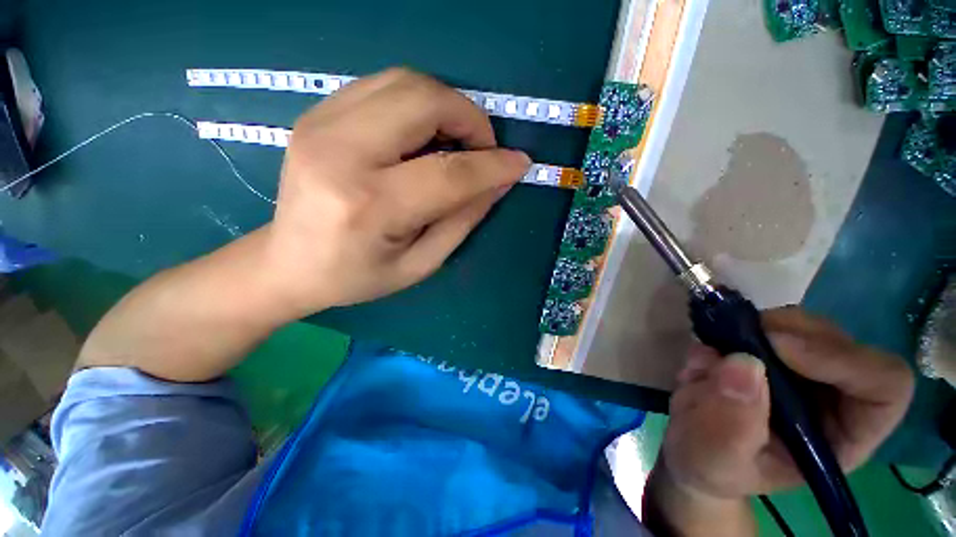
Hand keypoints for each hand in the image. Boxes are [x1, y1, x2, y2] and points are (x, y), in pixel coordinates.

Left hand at [262, 68, 530, 315]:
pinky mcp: (317, 114)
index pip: (448, 172)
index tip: (520, 163)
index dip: (493, 165)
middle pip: (423, 101)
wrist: (287, 263)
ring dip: (446, 105)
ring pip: (405, 82)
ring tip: (456, 141)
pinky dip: (418, 103)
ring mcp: (321, 124)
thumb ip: (462, 220)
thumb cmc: (356, 275)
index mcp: (369, 205)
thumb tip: (499, 182)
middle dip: (469, 119)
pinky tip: (423, 135)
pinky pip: (383, 86)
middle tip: (482, 149)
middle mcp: (341, 152)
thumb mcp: (420, 264)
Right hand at [661, 306, 914, 498]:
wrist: (693, 446)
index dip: (841, 359)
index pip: (885, 385)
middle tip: (733, 339)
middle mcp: (836, 396)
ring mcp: (805, 369)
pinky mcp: (773, 350)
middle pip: (840, 342)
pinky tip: (708, 354)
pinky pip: (763, 322)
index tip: (777, 347)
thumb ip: (730, 425)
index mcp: (843, 434)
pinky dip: (732, 327)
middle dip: (786, 334)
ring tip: (712, 357)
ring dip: (754, 329)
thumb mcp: (716, 459)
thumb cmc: (713, 465)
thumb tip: (742, 363)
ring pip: (802, 325)